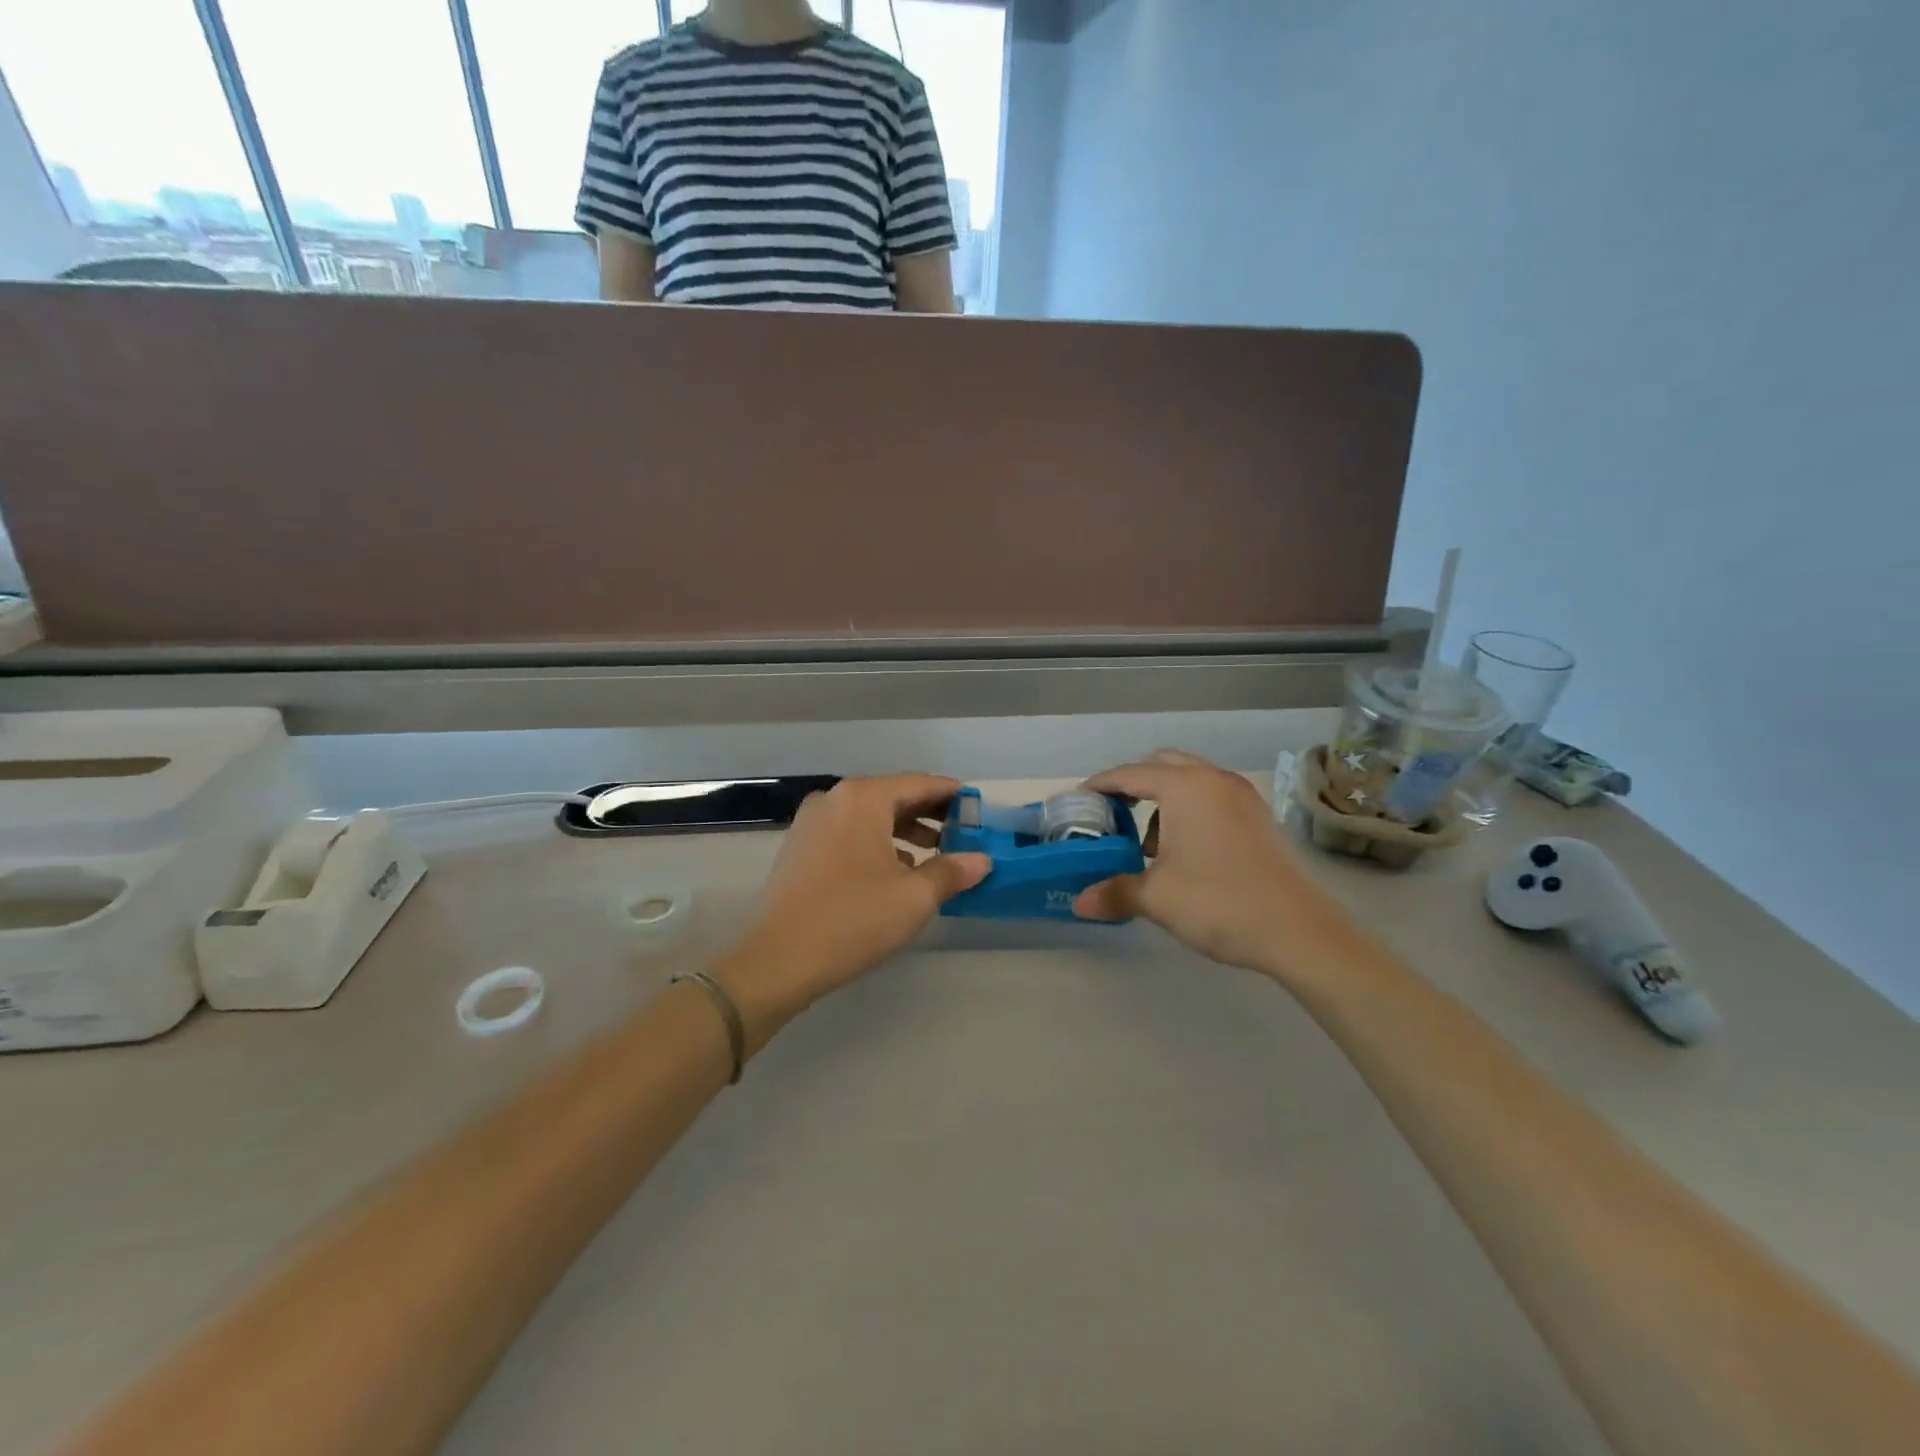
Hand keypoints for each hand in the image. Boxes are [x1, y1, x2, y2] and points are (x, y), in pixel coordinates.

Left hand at [717, 775, 990, 1049]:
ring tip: (934, 855)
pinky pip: (849, 833)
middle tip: (962, 834)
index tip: (977, 808)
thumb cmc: (853, 919)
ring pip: (869, 816)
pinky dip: (876, 843)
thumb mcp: (913, 897)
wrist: (777, 960)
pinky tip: (894, 871)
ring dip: (904, 831)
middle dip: (929, 814)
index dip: (952, 795)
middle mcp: (835, 799)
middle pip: (893, 796)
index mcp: (863, 798)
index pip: (919, 784)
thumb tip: (982, 861)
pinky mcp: (800, 847)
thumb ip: (951, 871)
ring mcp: (812, 822)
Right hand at [1073, 751, 1353, 980]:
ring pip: (1190, 781)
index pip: (1129, 774)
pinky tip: (1184, 853)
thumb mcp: (1157, 898)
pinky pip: (1211, 798)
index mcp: (1186, 787)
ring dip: (1162, 801)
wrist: (1300, 932)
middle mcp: (1214, 779)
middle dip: (1132, 786)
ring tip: (1149, 845)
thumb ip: (1114, 892)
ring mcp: (1242, 796)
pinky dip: (1189, 811)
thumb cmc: (1219, 903)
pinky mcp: (1259, 816)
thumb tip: (1078, 904)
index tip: (1078, 801)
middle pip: (1161, 765)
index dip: (1099, 785)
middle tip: (1112, 816)